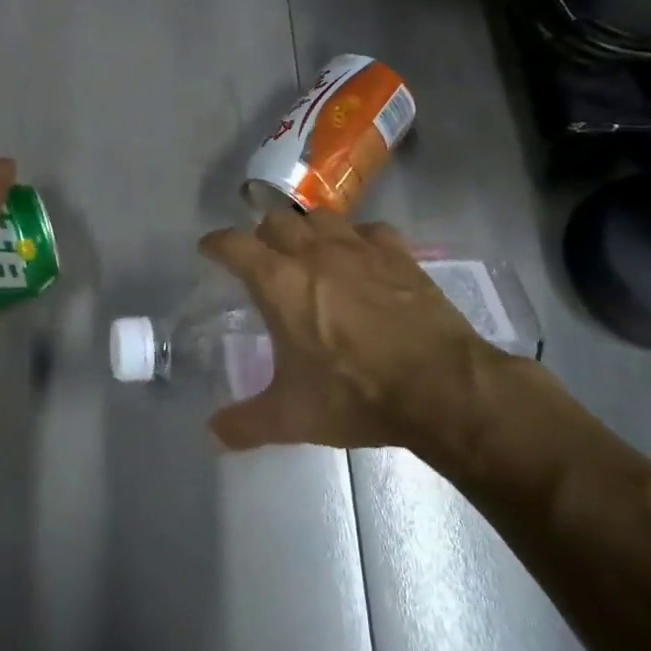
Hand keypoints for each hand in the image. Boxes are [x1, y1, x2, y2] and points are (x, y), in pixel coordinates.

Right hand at [198, 210, 520, 453]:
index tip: (209, 249)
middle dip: (262, 236)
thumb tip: (213, 433)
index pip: (233, 245)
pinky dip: (358, 238)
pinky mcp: (399, 256)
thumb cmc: (355, 396)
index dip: (216, 244)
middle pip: (276, 221)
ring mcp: (360, 249)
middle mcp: (314, 253)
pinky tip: (361, 257)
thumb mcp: (292, 418)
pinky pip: (370, 230)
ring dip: (306, 229)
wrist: (441, 388)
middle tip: (263, 259)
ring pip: (321, 217)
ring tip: (308, 251)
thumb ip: (246, 423)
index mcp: (278, 282)